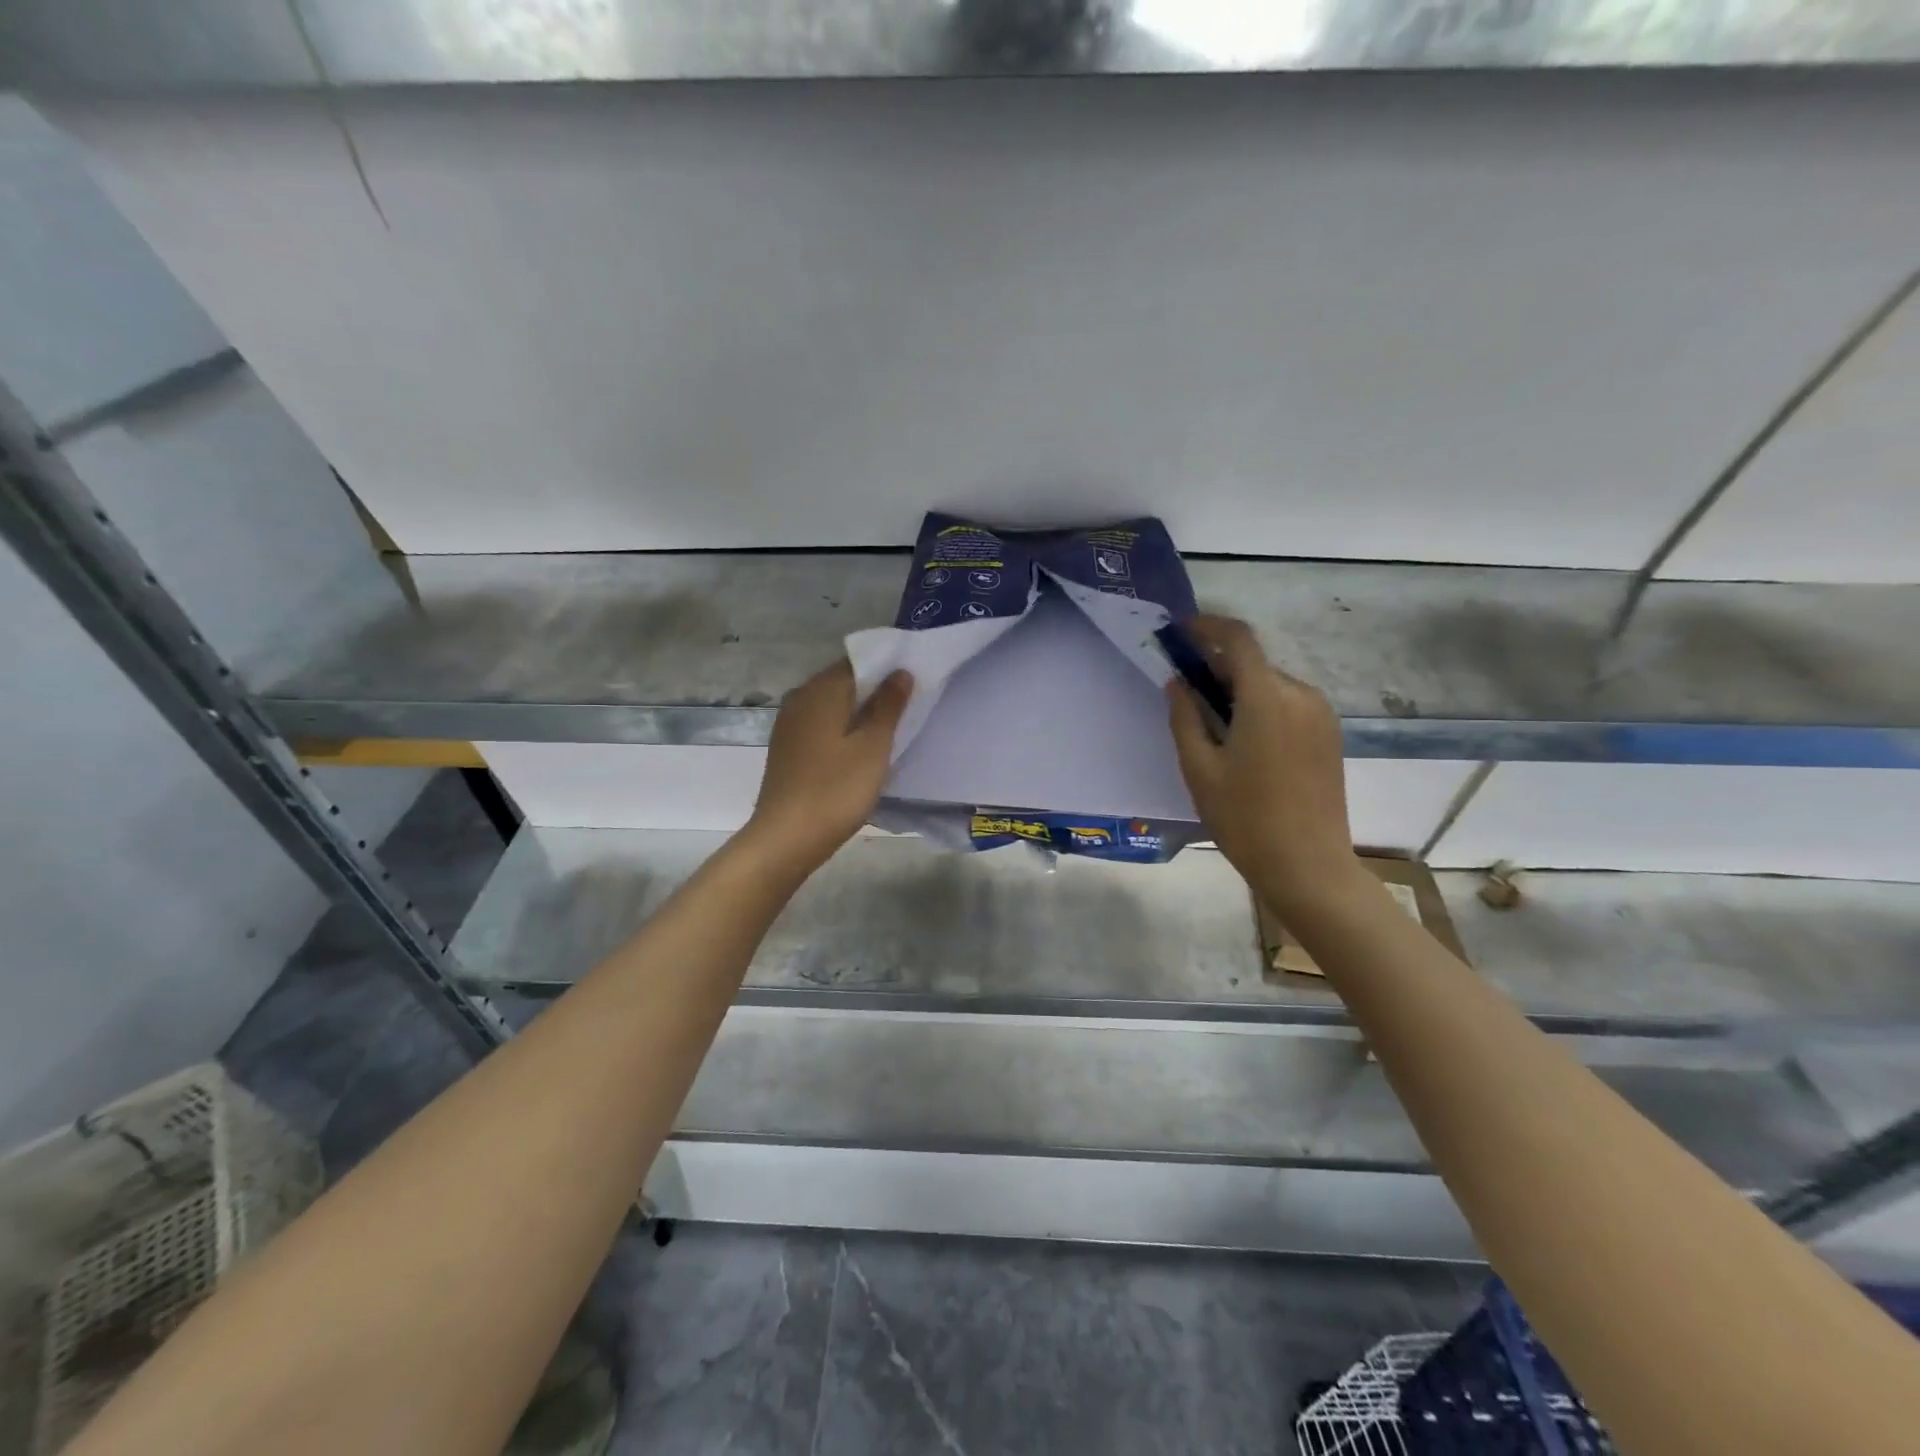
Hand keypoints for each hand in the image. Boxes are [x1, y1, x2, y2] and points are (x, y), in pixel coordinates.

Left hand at [743, 660, 911, 874]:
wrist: (786, 837)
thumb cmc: (836, 790)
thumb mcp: (873, 746)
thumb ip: (888, 705)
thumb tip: (900, 672)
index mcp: (821, 690)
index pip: (857, 661)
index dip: (887, 667)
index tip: (914, 681)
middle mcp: (800, 697)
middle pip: (843, 681)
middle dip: (874, 689)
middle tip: (908, 706)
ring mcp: (789, 724)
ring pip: (832, 705)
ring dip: (858, 711)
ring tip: (889, 728)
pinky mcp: (787, 747)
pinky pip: (821, 725)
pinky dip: (842, 728)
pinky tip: (859, 748)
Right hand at [1166, 616, 1361, 916]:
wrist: (1308, 866)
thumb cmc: (1244, 819)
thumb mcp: (1200, 769)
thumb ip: (1184, 717)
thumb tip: (1178, 682)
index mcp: (1267, 698)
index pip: (1238, 639)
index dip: (1208, 626)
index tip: (1180, 632)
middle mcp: (1301, 695)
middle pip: (1254, 663)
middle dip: (1217, 666)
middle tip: (1185, 690)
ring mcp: (1321, 715)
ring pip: (1271, 684)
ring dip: (1239, 689)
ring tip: (1212, 723)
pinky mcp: (1330, 735)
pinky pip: (1288, 704)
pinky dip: (1260, 706)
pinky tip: (1242, 740)